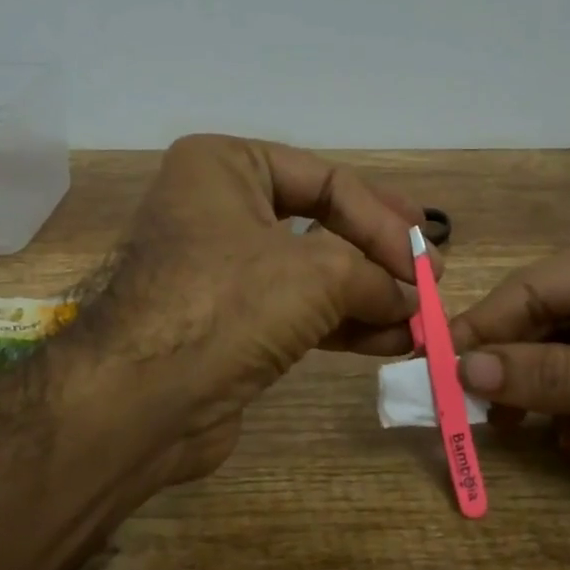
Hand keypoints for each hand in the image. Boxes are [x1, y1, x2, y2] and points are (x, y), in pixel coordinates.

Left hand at [68, 134, 432, 486]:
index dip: (383, 220)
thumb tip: (415, 299)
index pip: (326, 179)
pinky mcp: (225, 324)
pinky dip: (341, 324)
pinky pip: (295, 313)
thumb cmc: (225, 305)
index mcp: (224, 167)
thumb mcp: (317, 275)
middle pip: (320, 224)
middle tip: (430, 277)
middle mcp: (217, 209)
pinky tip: (389, 340)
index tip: (428, 261)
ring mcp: (219, 270)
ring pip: (311, 274)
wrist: (139, 402)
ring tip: (420, 318)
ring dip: (368, 297)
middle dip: (378, 256)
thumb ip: (376, 277)